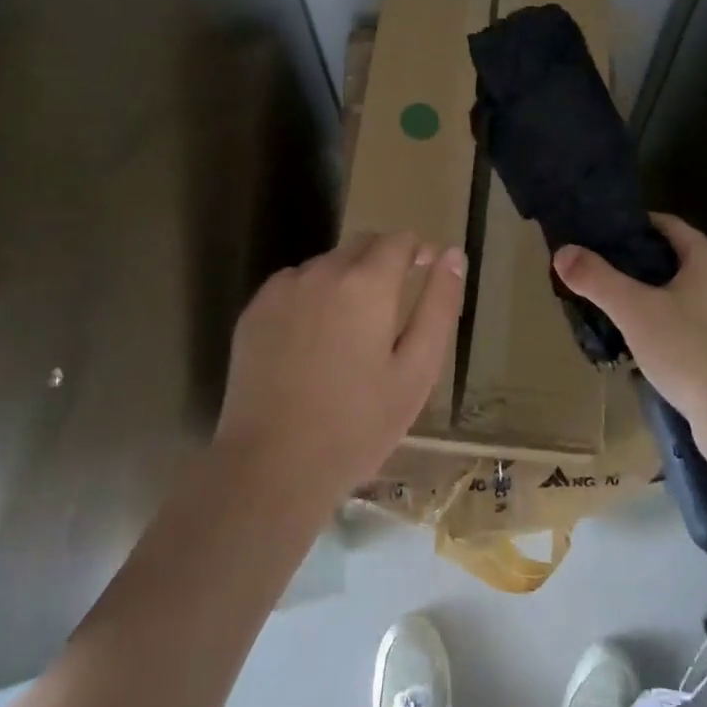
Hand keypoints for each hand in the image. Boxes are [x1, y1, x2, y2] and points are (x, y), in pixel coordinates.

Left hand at [215, 231, 465, 505]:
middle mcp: (323, 271)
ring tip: (348, 333)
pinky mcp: (255, 309)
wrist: (272, 467)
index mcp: (367, 282)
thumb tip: (451, 254)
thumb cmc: (358, 425)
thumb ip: (439, 304)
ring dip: (345, 279)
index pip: (399, 239)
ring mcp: (284, 288)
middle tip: (388, 312)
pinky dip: (310, 297)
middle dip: (383, 262)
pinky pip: (294, 284)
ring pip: (327, 263)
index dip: (417, 253)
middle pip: (362, 244)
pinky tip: (310, 343)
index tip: (423, 277)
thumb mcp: (417, 371)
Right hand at [553, 214, 706, 458]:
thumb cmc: (691, 352)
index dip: (629, 225)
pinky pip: (681, 319)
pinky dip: (655, 319)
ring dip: (641, 293)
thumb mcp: (635, 310)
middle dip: (629, 261)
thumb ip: (597, 278)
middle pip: (667, 256)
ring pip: (673, 290)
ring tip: (602, 301)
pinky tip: (631, 337)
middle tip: (590, 268)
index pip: (664, 224)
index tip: (594, 234)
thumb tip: (562, 251)